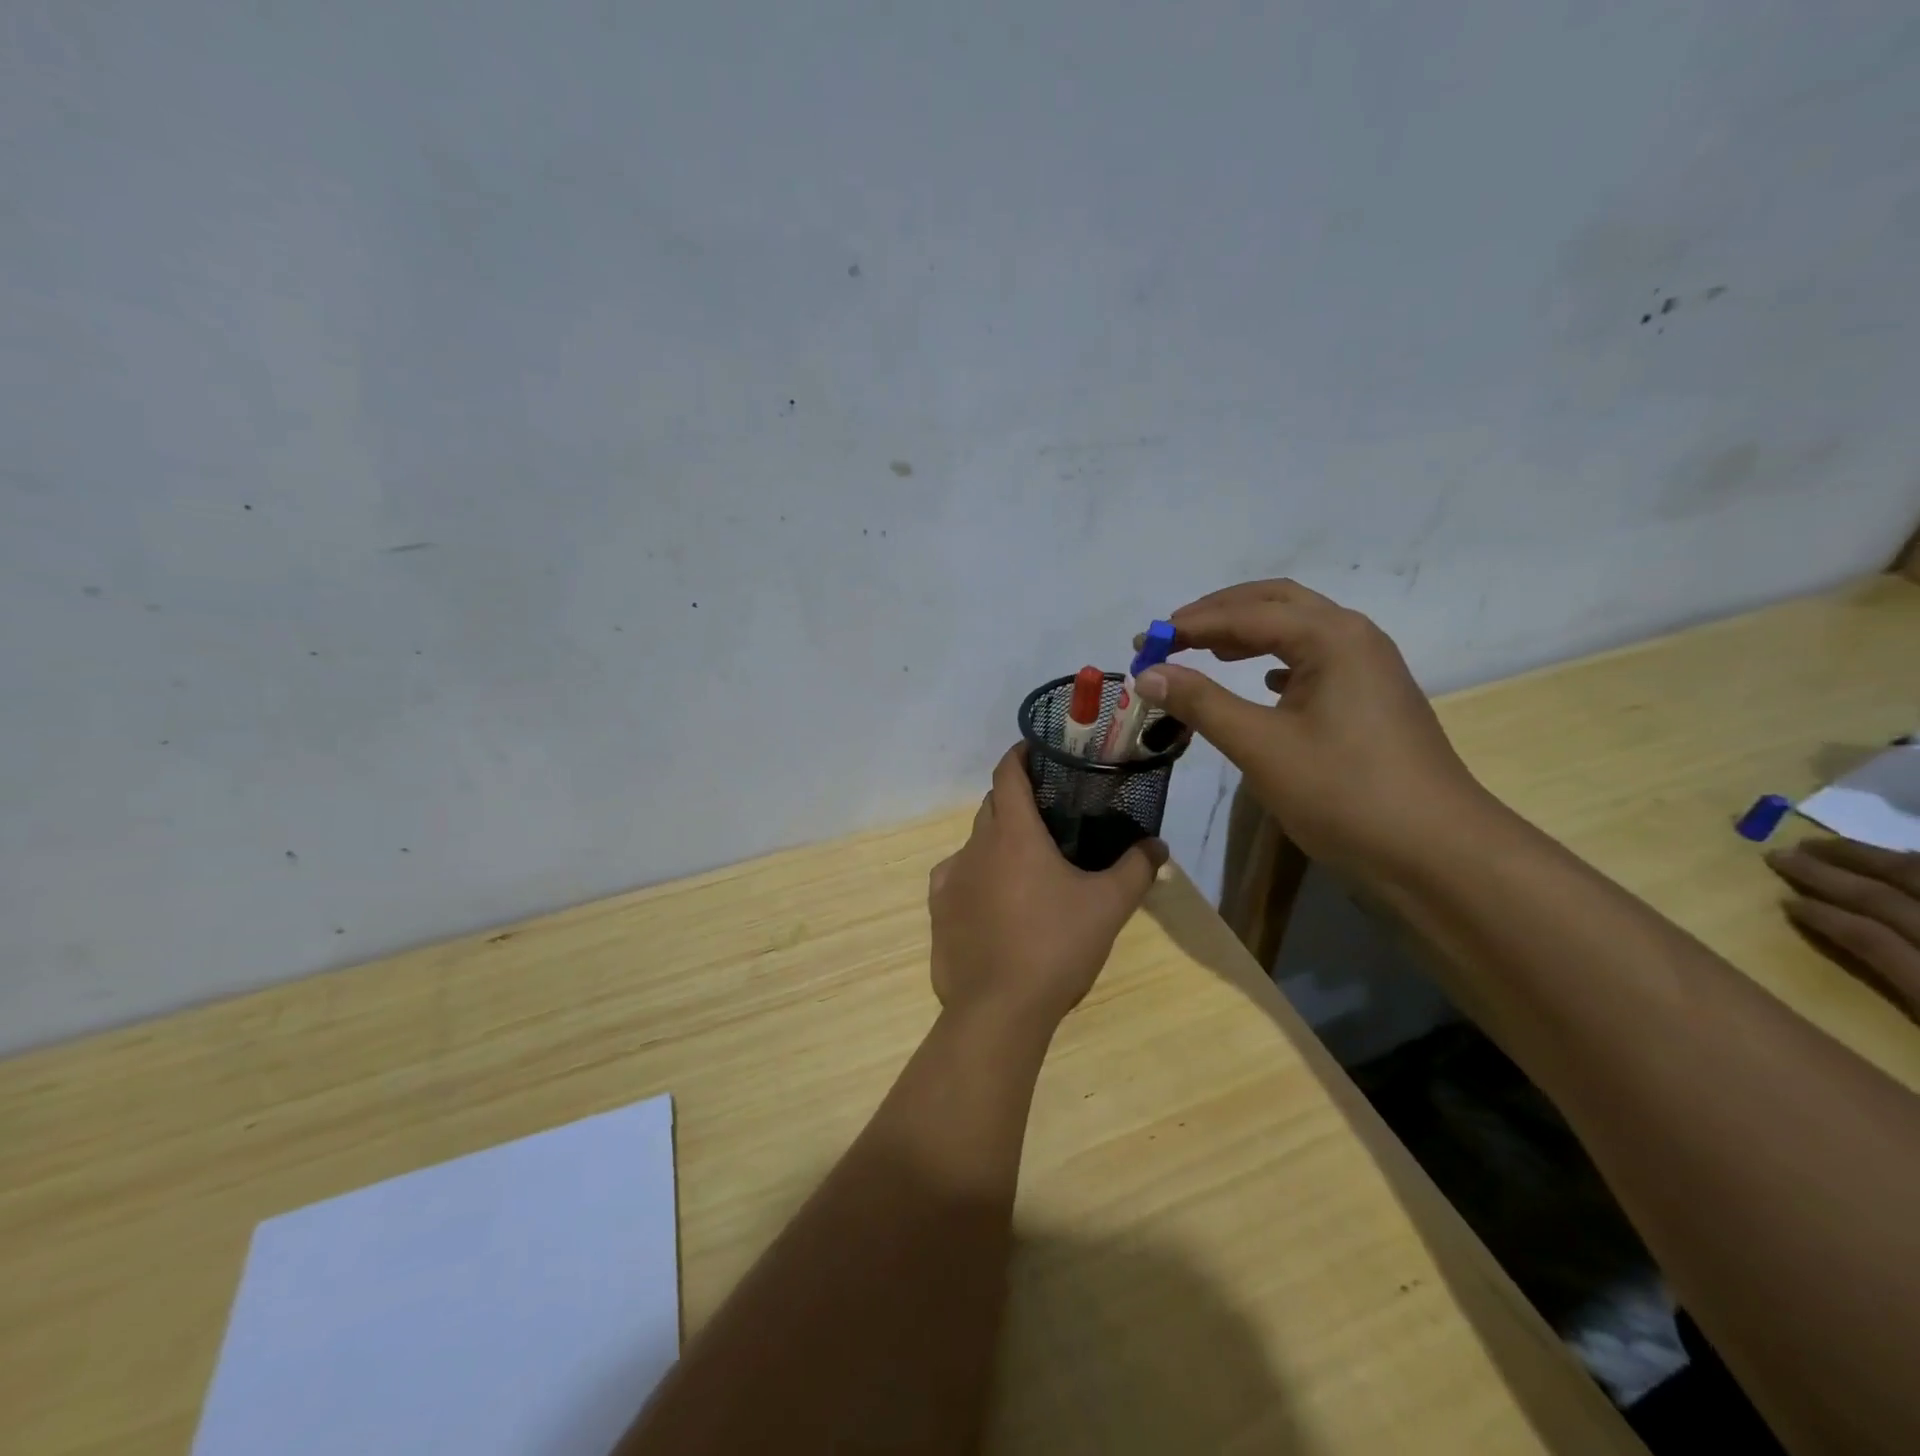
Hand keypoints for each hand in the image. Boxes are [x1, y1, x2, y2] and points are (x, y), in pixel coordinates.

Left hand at [928, 745, 1166, 1034]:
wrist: (998, 1010)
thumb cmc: (1056, 946)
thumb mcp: (1108, 906)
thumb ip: (1136, 868)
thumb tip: (1157, 845)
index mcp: (1013, 833)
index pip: (1008, 773)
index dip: (1021, 755)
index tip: (1039, 752)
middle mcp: (975, 845)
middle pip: (992, 805)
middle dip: (1016, 800)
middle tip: (1050, 815)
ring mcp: (950, 877)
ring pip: (976, 843)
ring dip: (999, 843)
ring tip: (1028, 867)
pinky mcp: (938, 910)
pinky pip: (958, 877)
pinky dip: (978, 876)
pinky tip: (998, 903)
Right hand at [1131, 578, 1488, 878]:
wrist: (1436, 851)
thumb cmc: (1345, 792)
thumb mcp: (1261, 746)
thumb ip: (1201, 703)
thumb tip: (1147, 674)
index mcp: (1332, 637)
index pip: (1245, 614)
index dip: (1188, 626)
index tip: (1142, 644)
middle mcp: (1354, 637)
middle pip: (1276, 604)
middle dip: (1218, 614)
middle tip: (1170, 638)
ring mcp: (1369, 668)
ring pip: (1298, 630)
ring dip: (1247, 634)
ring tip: (1205, 653)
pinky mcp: (1371, 699)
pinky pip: (1314, 660)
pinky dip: (1276, 661)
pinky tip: (1261, 684)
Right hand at [1766, 838, 1919, 1019]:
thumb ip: (1891, 990)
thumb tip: (1826, 973)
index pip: (1869, 940)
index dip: (1824, 917)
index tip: (1782, 900)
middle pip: (1889, 903)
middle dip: (1832, 874)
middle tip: (1781, 853)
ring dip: (1870, 859)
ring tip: (1823, 844)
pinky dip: (1919, 865)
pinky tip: (1898, 856)